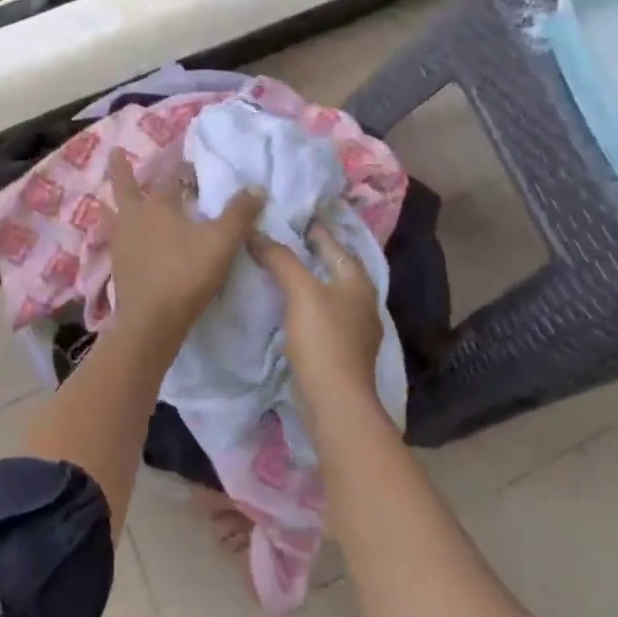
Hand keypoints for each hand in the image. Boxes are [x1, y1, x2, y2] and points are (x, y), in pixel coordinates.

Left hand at [108, 151, 261, 344]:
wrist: (150, 321)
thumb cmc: (186, 274)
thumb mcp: (222, 242)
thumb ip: (239, 214)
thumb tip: (256, 187)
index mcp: (158, 204)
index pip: (169, 176)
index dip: (179, 167)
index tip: (186, 160)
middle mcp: (134, 217)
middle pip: (123, 186)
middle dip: (120, 168)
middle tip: (113, 151)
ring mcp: (121, 242)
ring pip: (112, 214)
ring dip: (110, 203)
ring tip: (105, 198)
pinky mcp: (117, 267)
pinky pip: (113, 240)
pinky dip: (115, 233)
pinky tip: (120, 240)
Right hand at [251, 222, 384, 407]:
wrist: (335, 401)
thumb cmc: (323, 339)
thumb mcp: (300, 291)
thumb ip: (281, 259)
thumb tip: (255, 232)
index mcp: (358, 282)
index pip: (334, 244)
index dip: (313, 229)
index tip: (289, 215)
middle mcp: (362, 301)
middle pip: (333, 267)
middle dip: (310, 253)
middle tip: (279, 239)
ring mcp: (354, 328)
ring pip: (327, 291)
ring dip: (307, 279)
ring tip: (278, 268)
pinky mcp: (341, 350)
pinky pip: (321, 314)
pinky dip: (305, 303)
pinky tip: (287, 304)